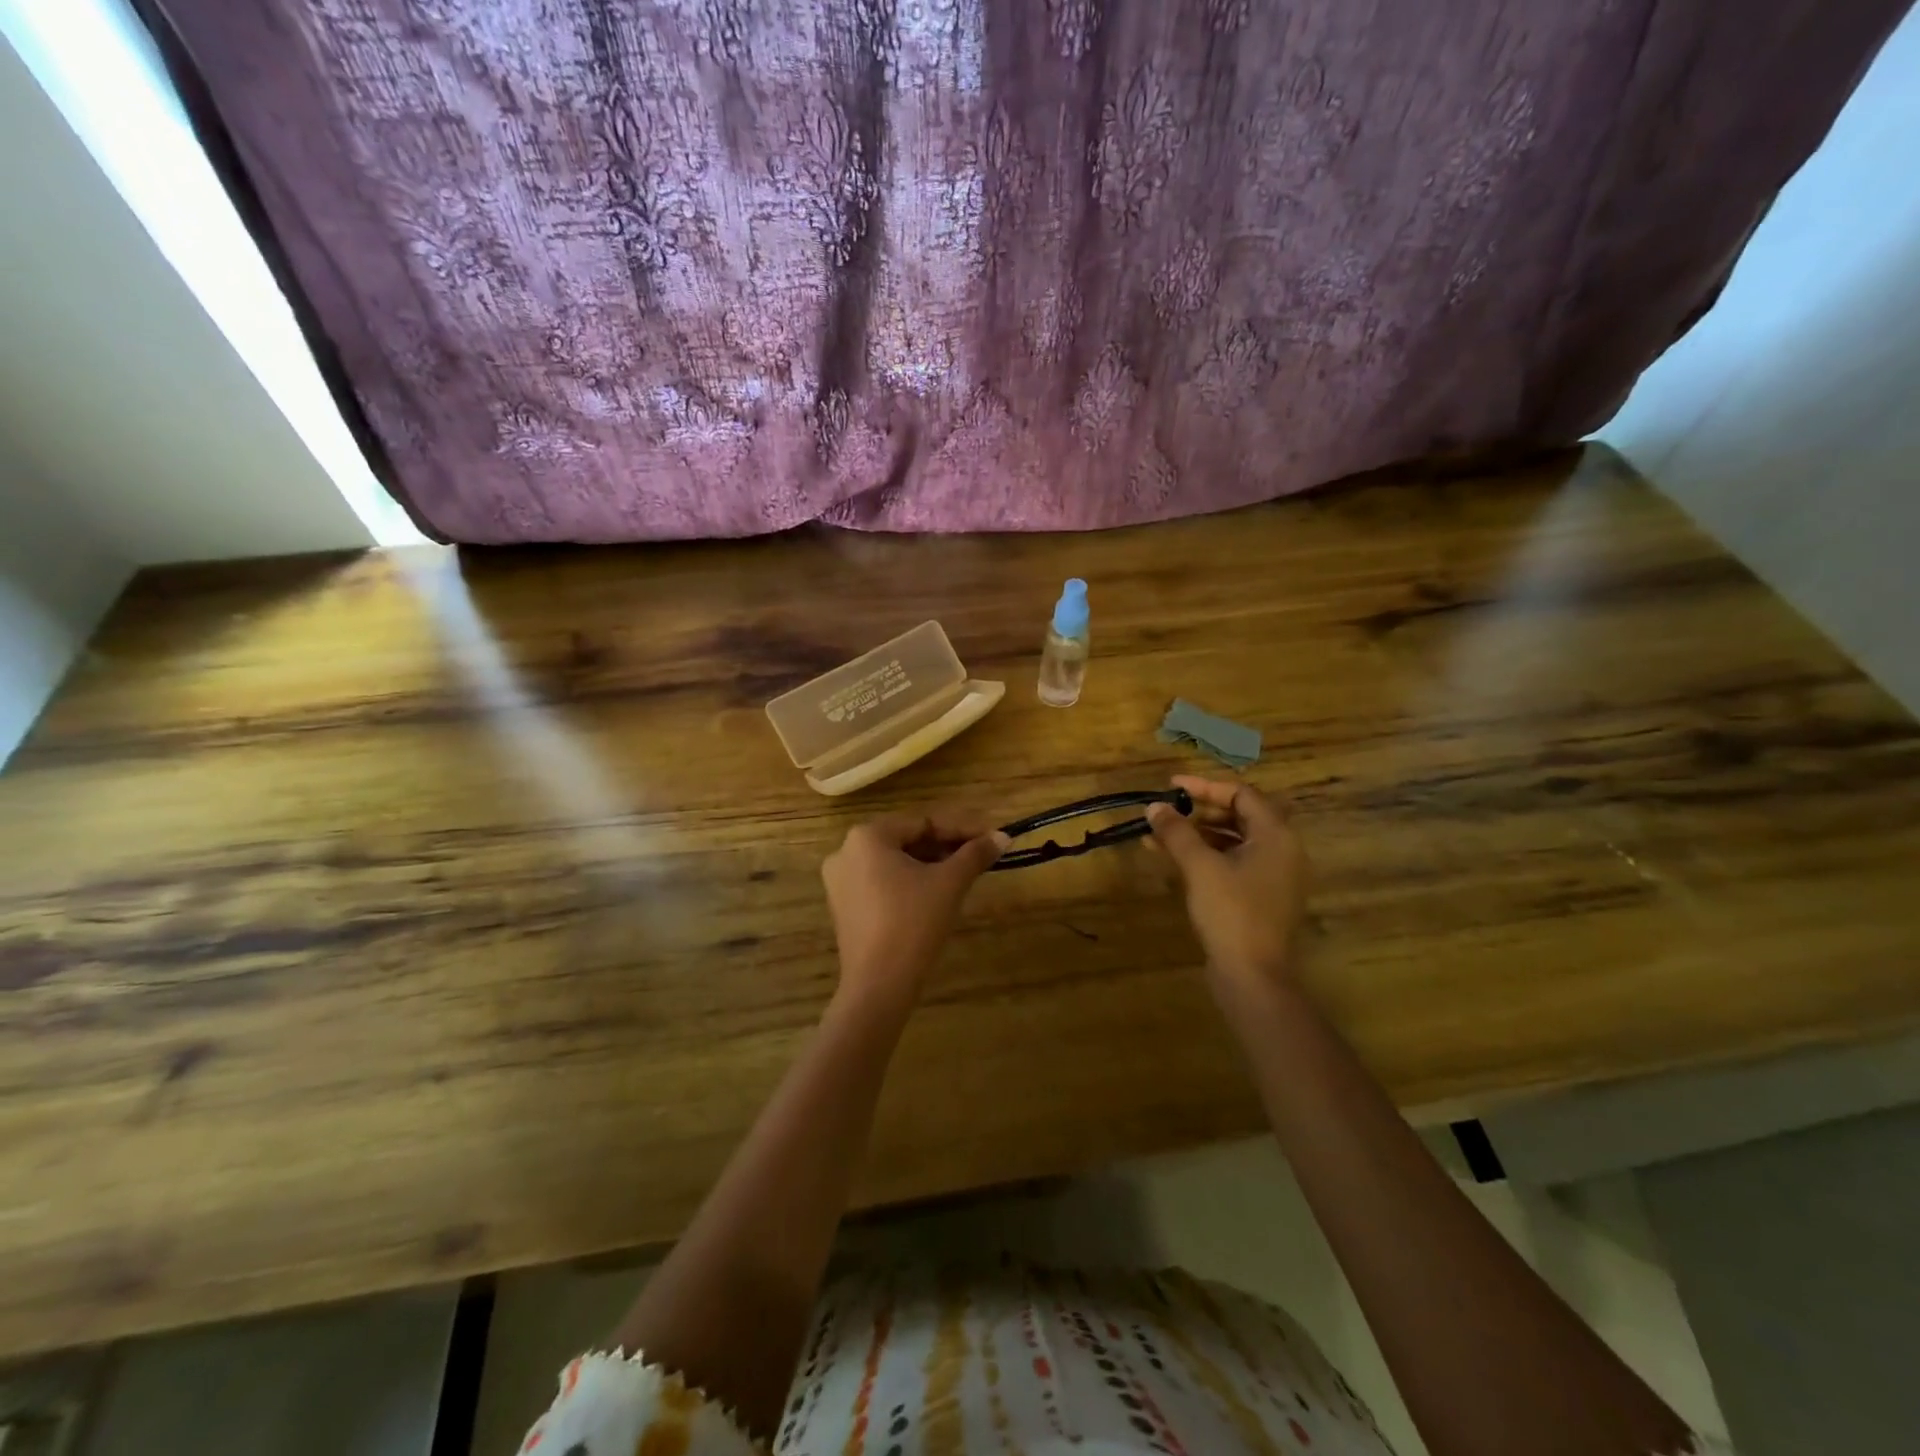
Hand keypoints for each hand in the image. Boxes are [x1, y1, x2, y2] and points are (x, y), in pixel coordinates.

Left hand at [821, 810, 1007, 1007]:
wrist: (879, 985)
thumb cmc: (913, 923)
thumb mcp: (950, 883)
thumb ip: (976, 854)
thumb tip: (1003, 836)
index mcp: (867, 836)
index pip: (924, 822)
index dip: (962, 829)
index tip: (992, 837)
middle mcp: (846, 851)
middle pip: (907, 840)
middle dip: (946, 846)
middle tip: (981, 856)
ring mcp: (840, 881)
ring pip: (895, 862)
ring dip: (930, 864)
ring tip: (964, 873)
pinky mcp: (844, 907)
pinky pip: (882, 882)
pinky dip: (909, 882)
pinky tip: (935, 894)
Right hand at [1147, 776, 1309, 1001]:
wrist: (1253, 976)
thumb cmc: (1231, 913)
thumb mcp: (1199, 867)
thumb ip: (1177, 832)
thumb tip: (1154, 806)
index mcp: (1275, 836)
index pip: (1241, 794)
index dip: (1204, 786)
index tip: (1171, 785)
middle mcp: (1281, 850)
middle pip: (1239, 815)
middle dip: (1198, 811)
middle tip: (1166, 810)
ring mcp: (1272, 876)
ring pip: (1232, 841)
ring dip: (1197, 834)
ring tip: (1159, 835)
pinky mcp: (1259, 897)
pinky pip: (1232, 863)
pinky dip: (1205, 856)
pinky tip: (1173, 860)